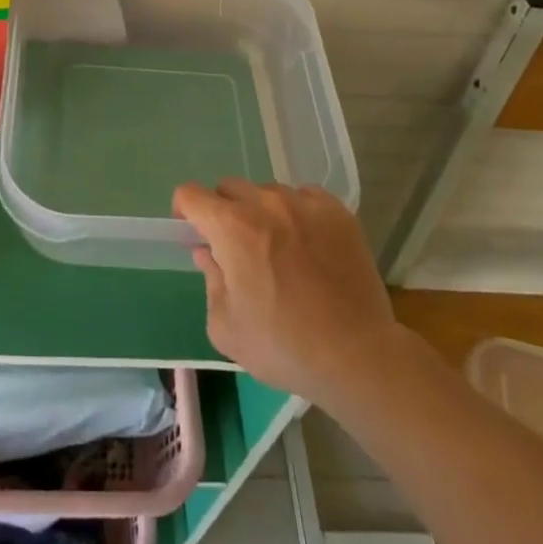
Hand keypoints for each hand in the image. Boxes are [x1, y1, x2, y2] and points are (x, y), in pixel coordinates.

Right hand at [173, 180, 407, 416]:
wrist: (357, 355)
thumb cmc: (283, 346)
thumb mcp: (225, 326)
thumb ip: (210, 280)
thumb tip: (208, 254)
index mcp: (232, 226)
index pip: (190, 194)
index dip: (185, 211)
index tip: (193, 233)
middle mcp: (266, 203)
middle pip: (229, 188)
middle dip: (224, 212)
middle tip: (236, 247)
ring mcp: (304, 203)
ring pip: (268, 193)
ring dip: (262, 213)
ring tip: (279, 249)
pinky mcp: (337, 211)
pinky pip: (304, 198)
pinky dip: (297, 214)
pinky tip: (308, 247)